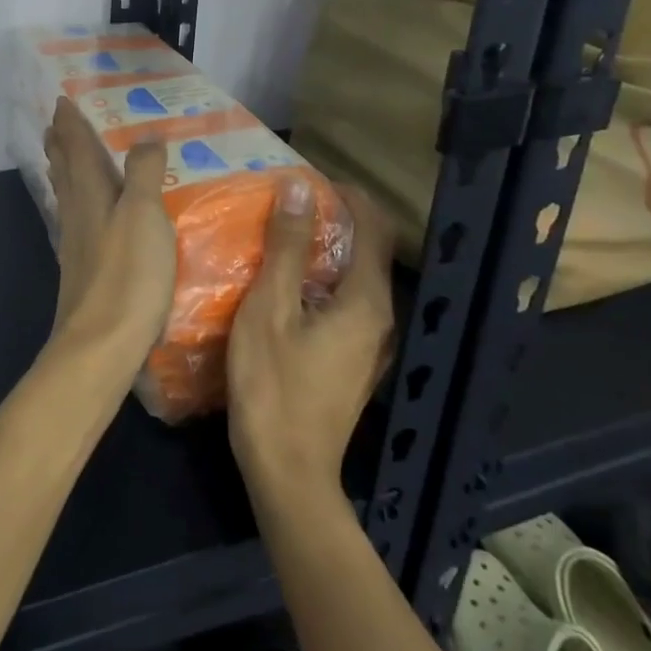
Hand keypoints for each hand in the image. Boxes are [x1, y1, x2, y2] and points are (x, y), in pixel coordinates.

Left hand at [43, 97, 175, 368]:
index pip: (76, 147)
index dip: (70, 123)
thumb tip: (146, 136)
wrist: (101, 345)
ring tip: (61, 157)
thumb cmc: (127, 274)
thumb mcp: (144, 215)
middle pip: (64, 168)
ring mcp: (76, 243)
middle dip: (60, 143)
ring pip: (67, 194)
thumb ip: (143, 173)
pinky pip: (76, 219)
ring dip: (63, 169)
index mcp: (90, 193)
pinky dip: (76, 202)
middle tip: (54, 123)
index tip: (61, 100)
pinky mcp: (83, 269)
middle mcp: (77, 212)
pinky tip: (83, 214)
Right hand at [227, 179, 397, 500]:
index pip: (372, 226)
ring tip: (278, 237)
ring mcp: (371, 344)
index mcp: (366, 300)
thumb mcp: (269, 306)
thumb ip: (286, 245)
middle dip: (332, 218)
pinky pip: (345, 303)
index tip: (304, 179)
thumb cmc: (273, 384)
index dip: (345, 194)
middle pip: (367, 250)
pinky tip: (284, 286)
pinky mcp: (355, 362)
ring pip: (355, 278)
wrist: (287, 470)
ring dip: (324, 250)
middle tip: (283, 204)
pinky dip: (322, 280)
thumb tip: (298, 187)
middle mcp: (381, 318)